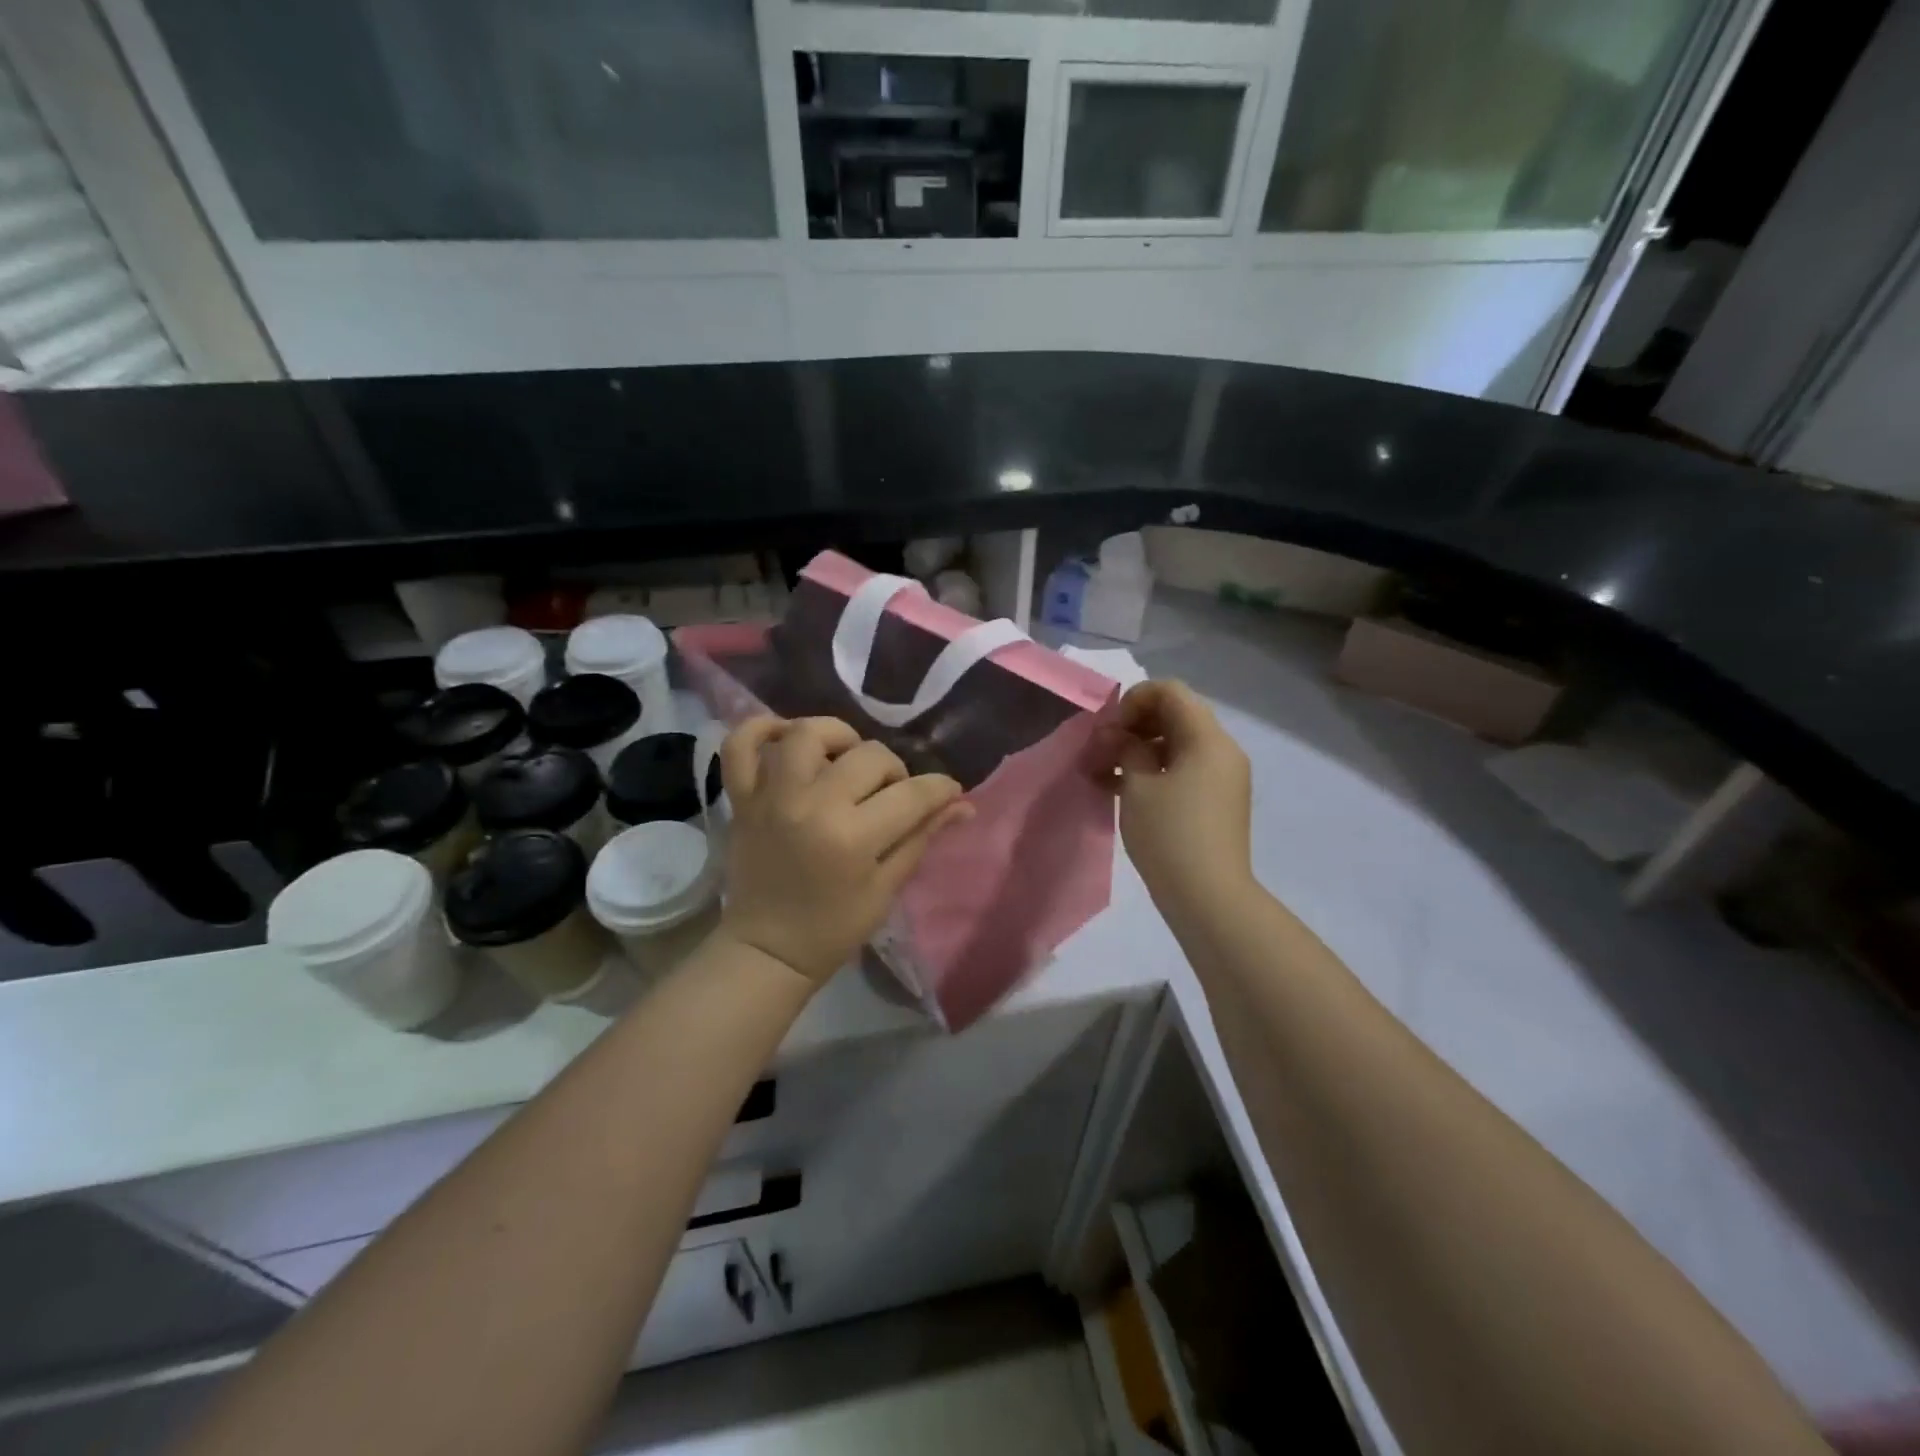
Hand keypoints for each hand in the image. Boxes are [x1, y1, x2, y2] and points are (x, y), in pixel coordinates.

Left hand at [716, 717, 970, 985]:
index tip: (949, 792)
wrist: (767, 950)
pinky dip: (761, 728)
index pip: (912, 794)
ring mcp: (771, 797)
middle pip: (869, 756)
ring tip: (845, 759)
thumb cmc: (833, 927)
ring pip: (807, 734)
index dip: (940, 789)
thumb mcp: (886, 887)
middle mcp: (811, 805)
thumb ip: (922, 837)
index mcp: (852, 837)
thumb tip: (963, 804)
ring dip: (837, 737)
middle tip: (891, 793)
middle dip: (894, 770)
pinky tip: (788, 738)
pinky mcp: (742, 797)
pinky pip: (741, 744)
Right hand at [1104, 681, 1252, 909]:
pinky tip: (1121, 789)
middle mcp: (1222, 750)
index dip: (1133, 701)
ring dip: (1138, 750)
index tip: (1108, 730)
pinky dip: (1153, 771)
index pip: (1170, 692)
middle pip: (1174, 715)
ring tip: (1103, 773)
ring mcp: (1222, 777)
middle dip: (1132, 726)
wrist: (1209, 898)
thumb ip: (1125, 748)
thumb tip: (1117, 734)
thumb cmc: (1170, 835)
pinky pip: (1183, 769)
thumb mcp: (1138, 786)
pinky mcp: (1216, 801)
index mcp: (1208, 739)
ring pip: (1176, 744)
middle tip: (1101, 751)